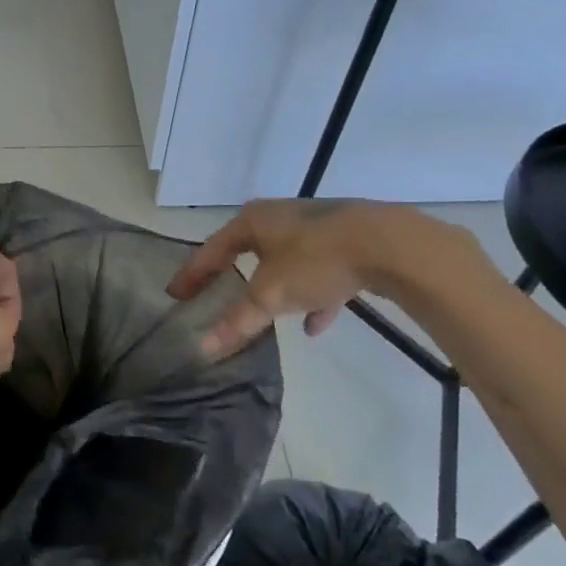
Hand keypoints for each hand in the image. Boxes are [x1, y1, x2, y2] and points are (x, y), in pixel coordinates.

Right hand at [167, 199, 484, 358]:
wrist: (390, 244)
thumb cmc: (316, 260)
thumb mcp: (271, 294)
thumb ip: (238, 321)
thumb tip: (202, 348)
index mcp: (254, 220)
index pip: (213, 250)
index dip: (193, 274)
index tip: (176, 294)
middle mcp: (281, 217)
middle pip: (248, 250)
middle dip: (234, 276)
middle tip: (216, 295)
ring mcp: (318, 227)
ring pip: (287, 261)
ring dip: (276, 287)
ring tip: (268, 315)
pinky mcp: (349, 241)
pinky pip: (321, 271)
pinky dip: (314, 296)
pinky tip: (317, 323)